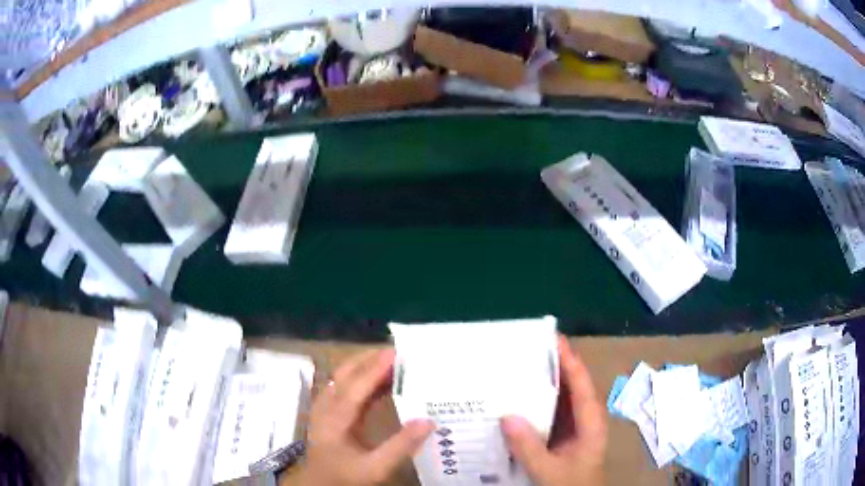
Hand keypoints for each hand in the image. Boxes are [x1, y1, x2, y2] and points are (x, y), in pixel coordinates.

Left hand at [290, 349, 434, 485]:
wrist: (319, 483)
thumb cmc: (346, 475)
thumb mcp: (376, 468)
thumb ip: (401, 446)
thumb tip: (428, 421)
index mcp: (334, 419)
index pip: (355, 387)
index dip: (376, 368)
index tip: (397, 353)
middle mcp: (326, 407)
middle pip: (345, 374)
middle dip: (370, 359)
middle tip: (400, 352)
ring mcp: (325, 407)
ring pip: (344, 377)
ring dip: (366, 366)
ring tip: (394, 362)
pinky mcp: (329, 411)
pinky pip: (346, 387)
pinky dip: (364, 379)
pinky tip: (382, 383)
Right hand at [501, 336, 606, 485]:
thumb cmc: (571, 484)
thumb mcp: (549, 470)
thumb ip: (529, 447)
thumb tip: (506, 415)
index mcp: (590, 422)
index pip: (581, 384)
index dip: (569, 359)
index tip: (553, 336)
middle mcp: (584, 419)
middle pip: (571, 385)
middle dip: (552, 365)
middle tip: (526, 347)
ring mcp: (573, 428)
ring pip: (560, 398)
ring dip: (542, 383)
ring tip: (517, 366)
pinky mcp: (562, 436)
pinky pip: (550, 413)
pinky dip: (536, 402)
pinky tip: (516, 400)